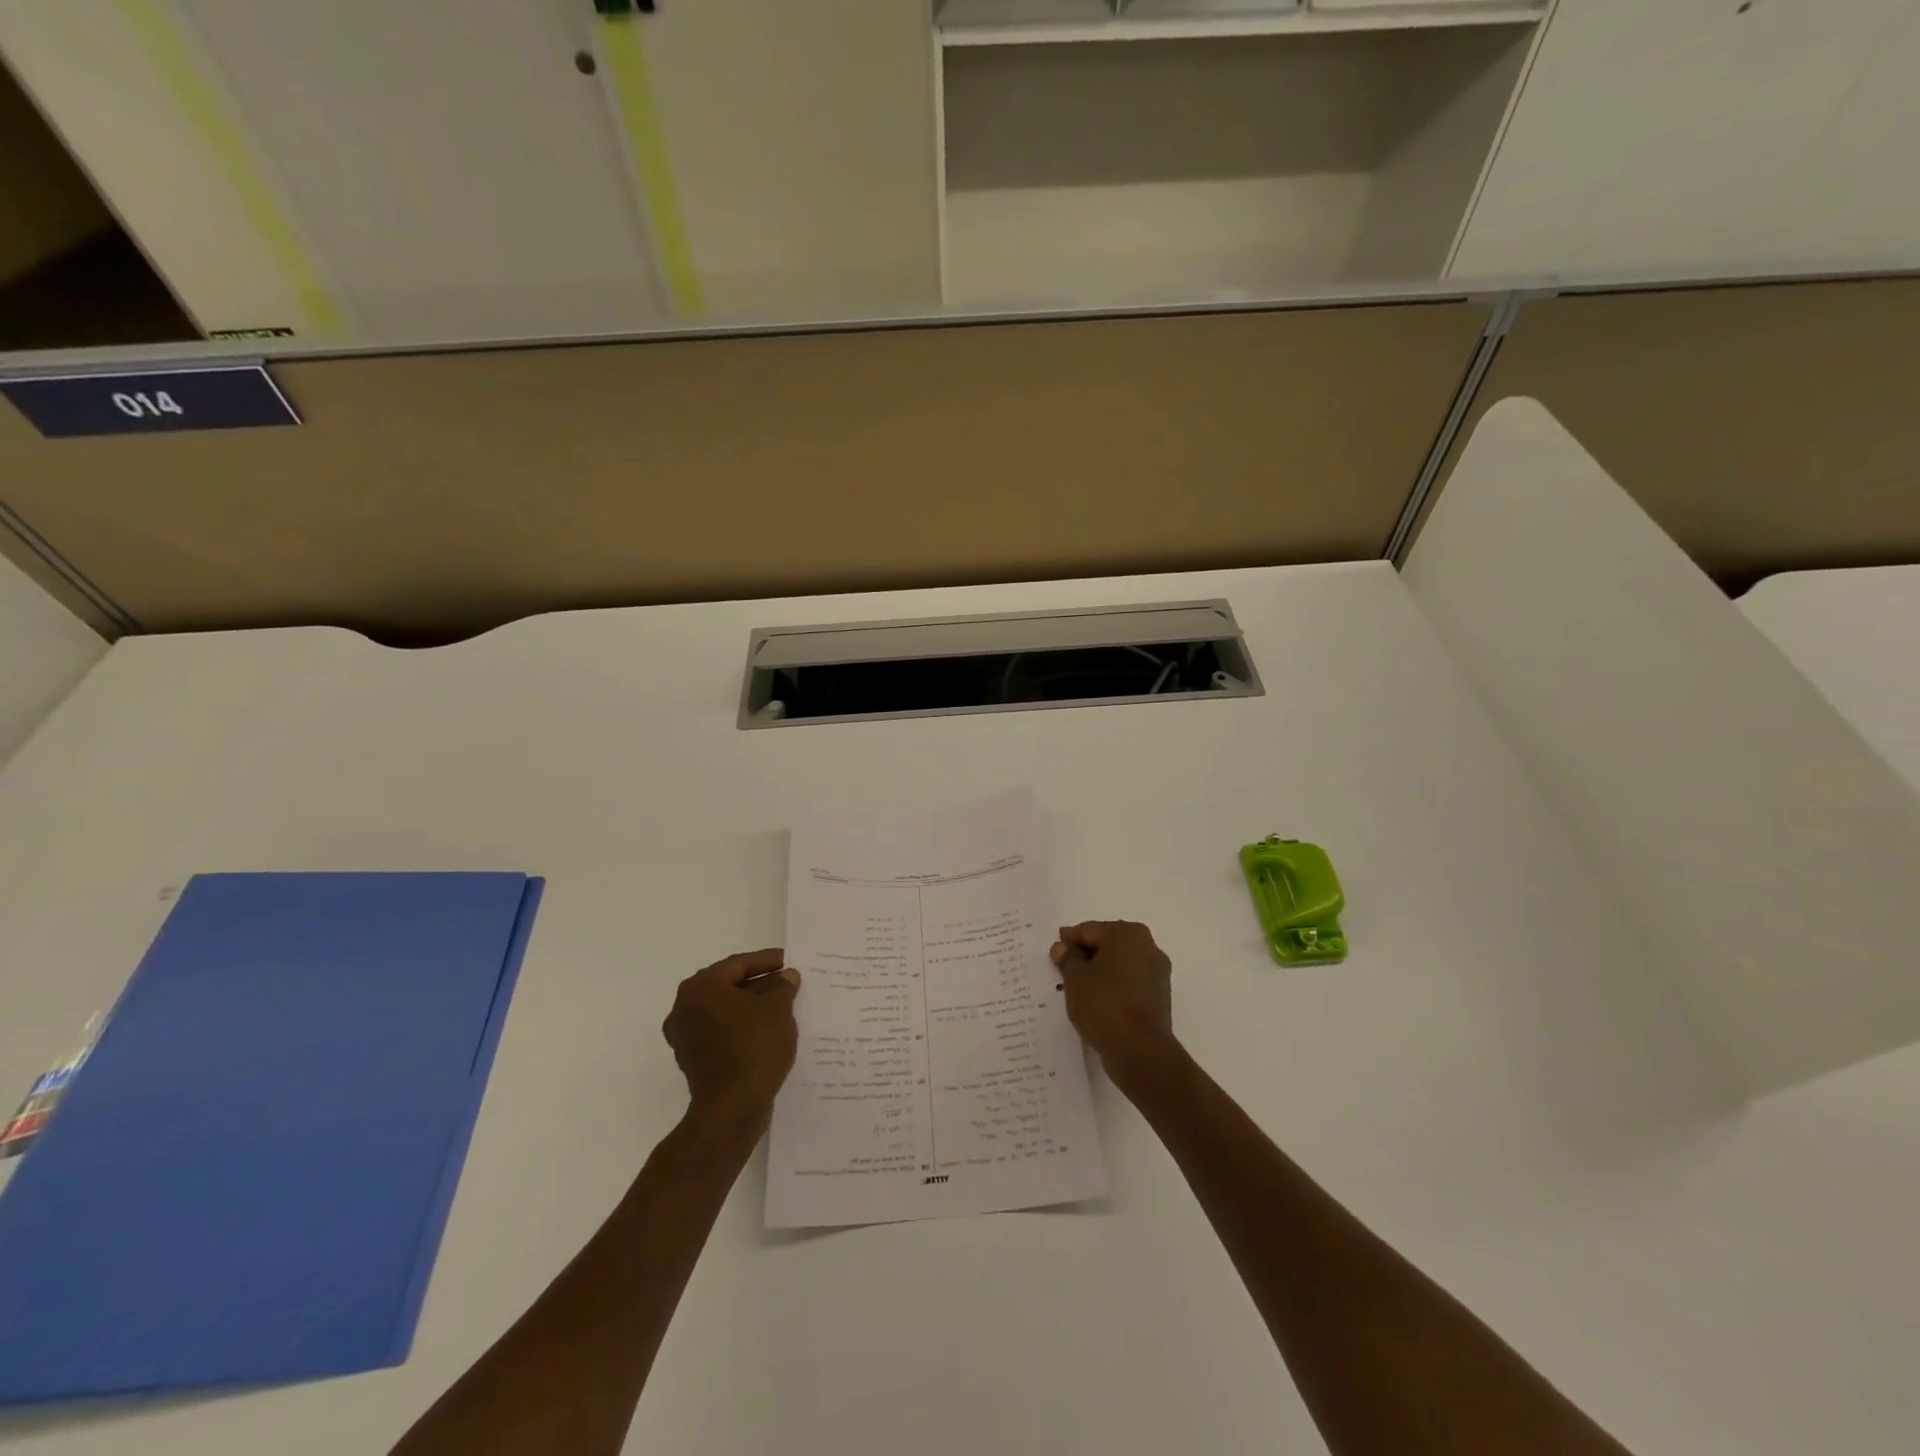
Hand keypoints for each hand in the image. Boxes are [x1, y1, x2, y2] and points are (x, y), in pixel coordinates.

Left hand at [663, 949, 800, 1121]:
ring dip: (752, 1008)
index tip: (789, 960)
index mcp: (700, 988)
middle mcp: (685, 1008)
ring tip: (784, 1006)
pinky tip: (768, 1031)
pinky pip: (722, 1033)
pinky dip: (743, 1029)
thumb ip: (782, 987)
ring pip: (726, 1011)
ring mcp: (686, 1037)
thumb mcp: (777, 1009)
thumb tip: (786, 977)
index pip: (738, 965)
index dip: (767, 961)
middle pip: (729, 987)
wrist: (731, 1109)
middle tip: (788, 982)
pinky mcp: (694, 1060)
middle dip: (760, 984)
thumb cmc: (753, 1046)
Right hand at [1050, 921, 1176, 1087]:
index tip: (1053, 954)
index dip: (1068, 941)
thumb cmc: (1104, 1004)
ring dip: (1099, 973)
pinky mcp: (1159, 997)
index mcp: (1128, 933)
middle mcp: (1148, 947)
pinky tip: (1096, 1002)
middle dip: (1085, 956)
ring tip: (1077, 990)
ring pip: (1119, 965)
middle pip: (1107, 945)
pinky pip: (1129, 984)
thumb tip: (1062, 947)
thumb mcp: (1075, 978)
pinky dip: (1113, 988)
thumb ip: (1067, 958)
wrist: (1140, 1051)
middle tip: (1062, 971)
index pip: (1089, 931)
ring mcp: (1157, 973)